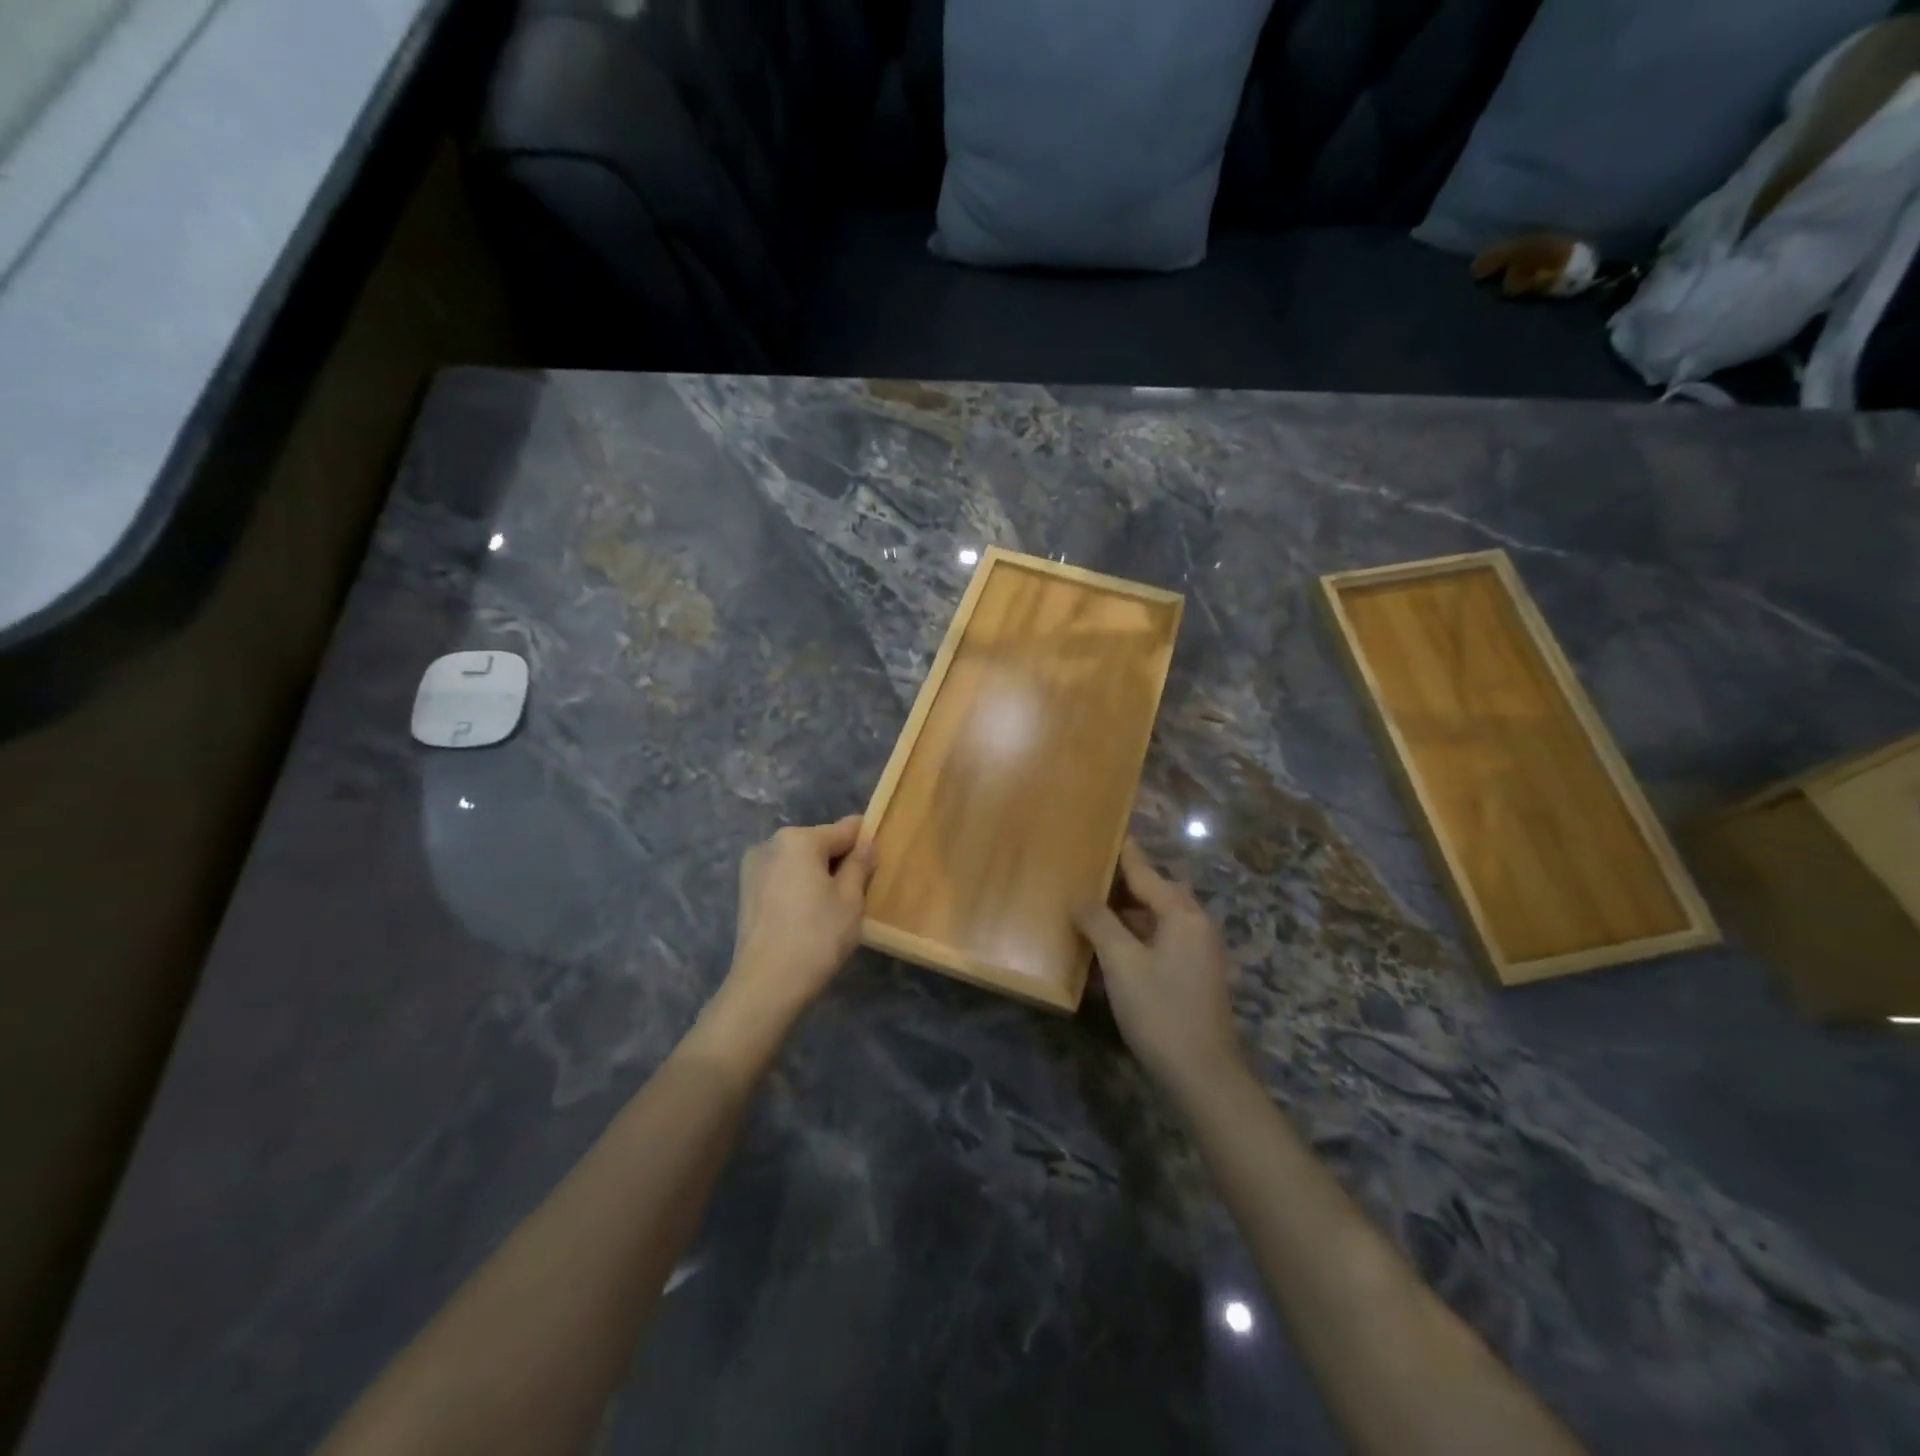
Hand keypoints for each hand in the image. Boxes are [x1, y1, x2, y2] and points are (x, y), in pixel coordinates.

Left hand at [718, 815, 874, 1032]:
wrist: (766, 986)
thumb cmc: (817, 937)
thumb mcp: (850, 899)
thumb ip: (859, 864)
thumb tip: (866, 843)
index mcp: (798, 839)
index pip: (845, 829)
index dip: (866, 843)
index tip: (879, 864)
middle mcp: (771, 844)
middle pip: (819, 843)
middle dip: (839, 861)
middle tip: (857, 894)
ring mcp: (753, 868)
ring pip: (799, 862)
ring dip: (818, 876)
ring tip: (832, 910)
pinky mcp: (745, 892)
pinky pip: (783, 879)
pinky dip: (799, 889)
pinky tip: (808, 917)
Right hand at [1076, 841, 1242, 1095]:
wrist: (1202, 1075)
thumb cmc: (1160, 1010)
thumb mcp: (1121, 963)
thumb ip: (1099, 923)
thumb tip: (1080, 896)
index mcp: (1182, 914)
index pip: (1145, 871)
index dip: (1123, 852)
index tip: (1106, 830)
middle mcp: (1194, 926)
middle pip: (1154, 893)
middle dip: (1122, 884)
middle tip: (1087, 874)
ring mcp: (1197, 953)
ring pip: (1155, 921)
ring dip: (1125, 916)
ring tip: (1089, 909)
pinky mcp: (1192, 978)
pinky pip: (1158, 944)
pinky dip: (1133, 941)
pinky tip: (1106, 952)